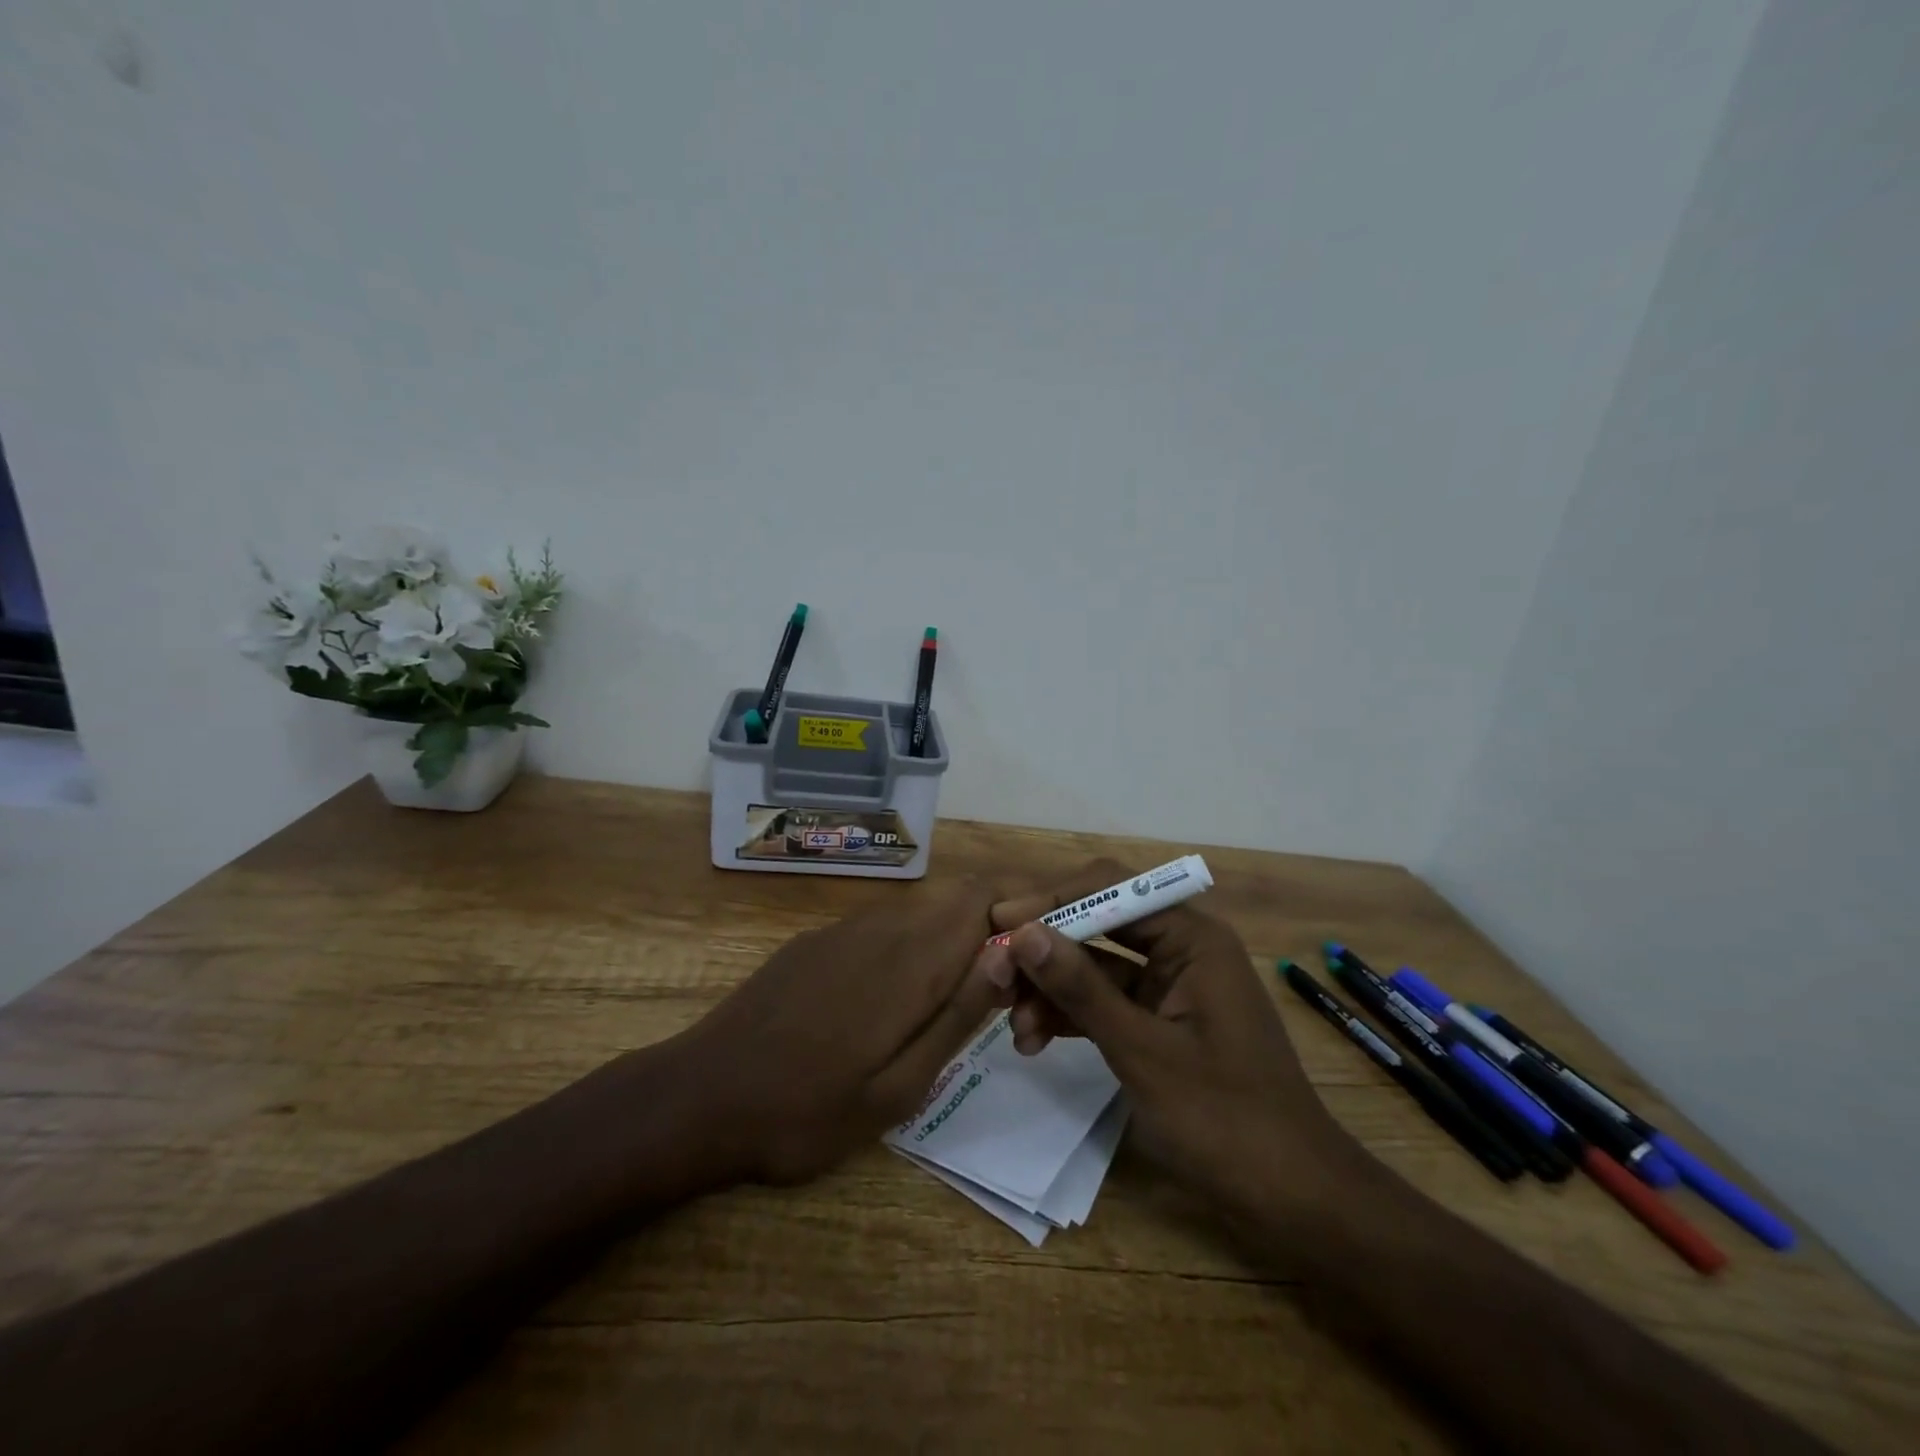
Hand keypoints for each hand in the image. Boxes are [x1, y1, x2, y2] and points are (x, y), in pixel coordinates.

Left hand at [681, 881, 1015, 1184]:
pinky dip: (911, 948)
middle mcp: (881, 928)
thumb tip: (1009, 955)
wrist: (698, 1097)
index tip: (1045, 939)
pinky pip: (882, 928)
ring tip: (958, 1001)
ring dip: (952, 941)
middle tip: (1008, 988)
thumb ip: (956, 1016)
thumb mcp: (897, 1089)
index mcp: (909, 961)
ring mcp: (842, 931)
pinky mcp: (814, 942)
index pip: (982, 896)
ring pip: (920, 913)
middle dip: (993, 927)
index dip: (1021, 902)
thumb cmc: (805, 1111)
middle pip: (956, 899)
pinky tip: (894, 1000)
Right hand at [991, 862, 1361, 1213]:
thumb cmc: (1224, 1118)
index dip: (1052, 901)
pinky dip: (1072, 1016)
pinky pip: (1106, 1002)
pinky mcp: (1161, 1020)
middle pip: (1098, 925)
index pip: (1111, 890)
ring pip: (1095, 967)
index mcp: (1192, 937)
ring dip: (1052, 990)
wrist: (1293, 1197)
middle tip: (994, 975)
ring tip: (1015, 1029)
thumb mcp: (1141, 1050)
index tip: (1000, 923)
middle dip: (1046, 952)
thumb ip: (1081, 988)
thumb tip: (1022, 933)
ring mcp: (1170, 986)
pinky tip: (1035, 1040)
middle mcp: (1181, 949)